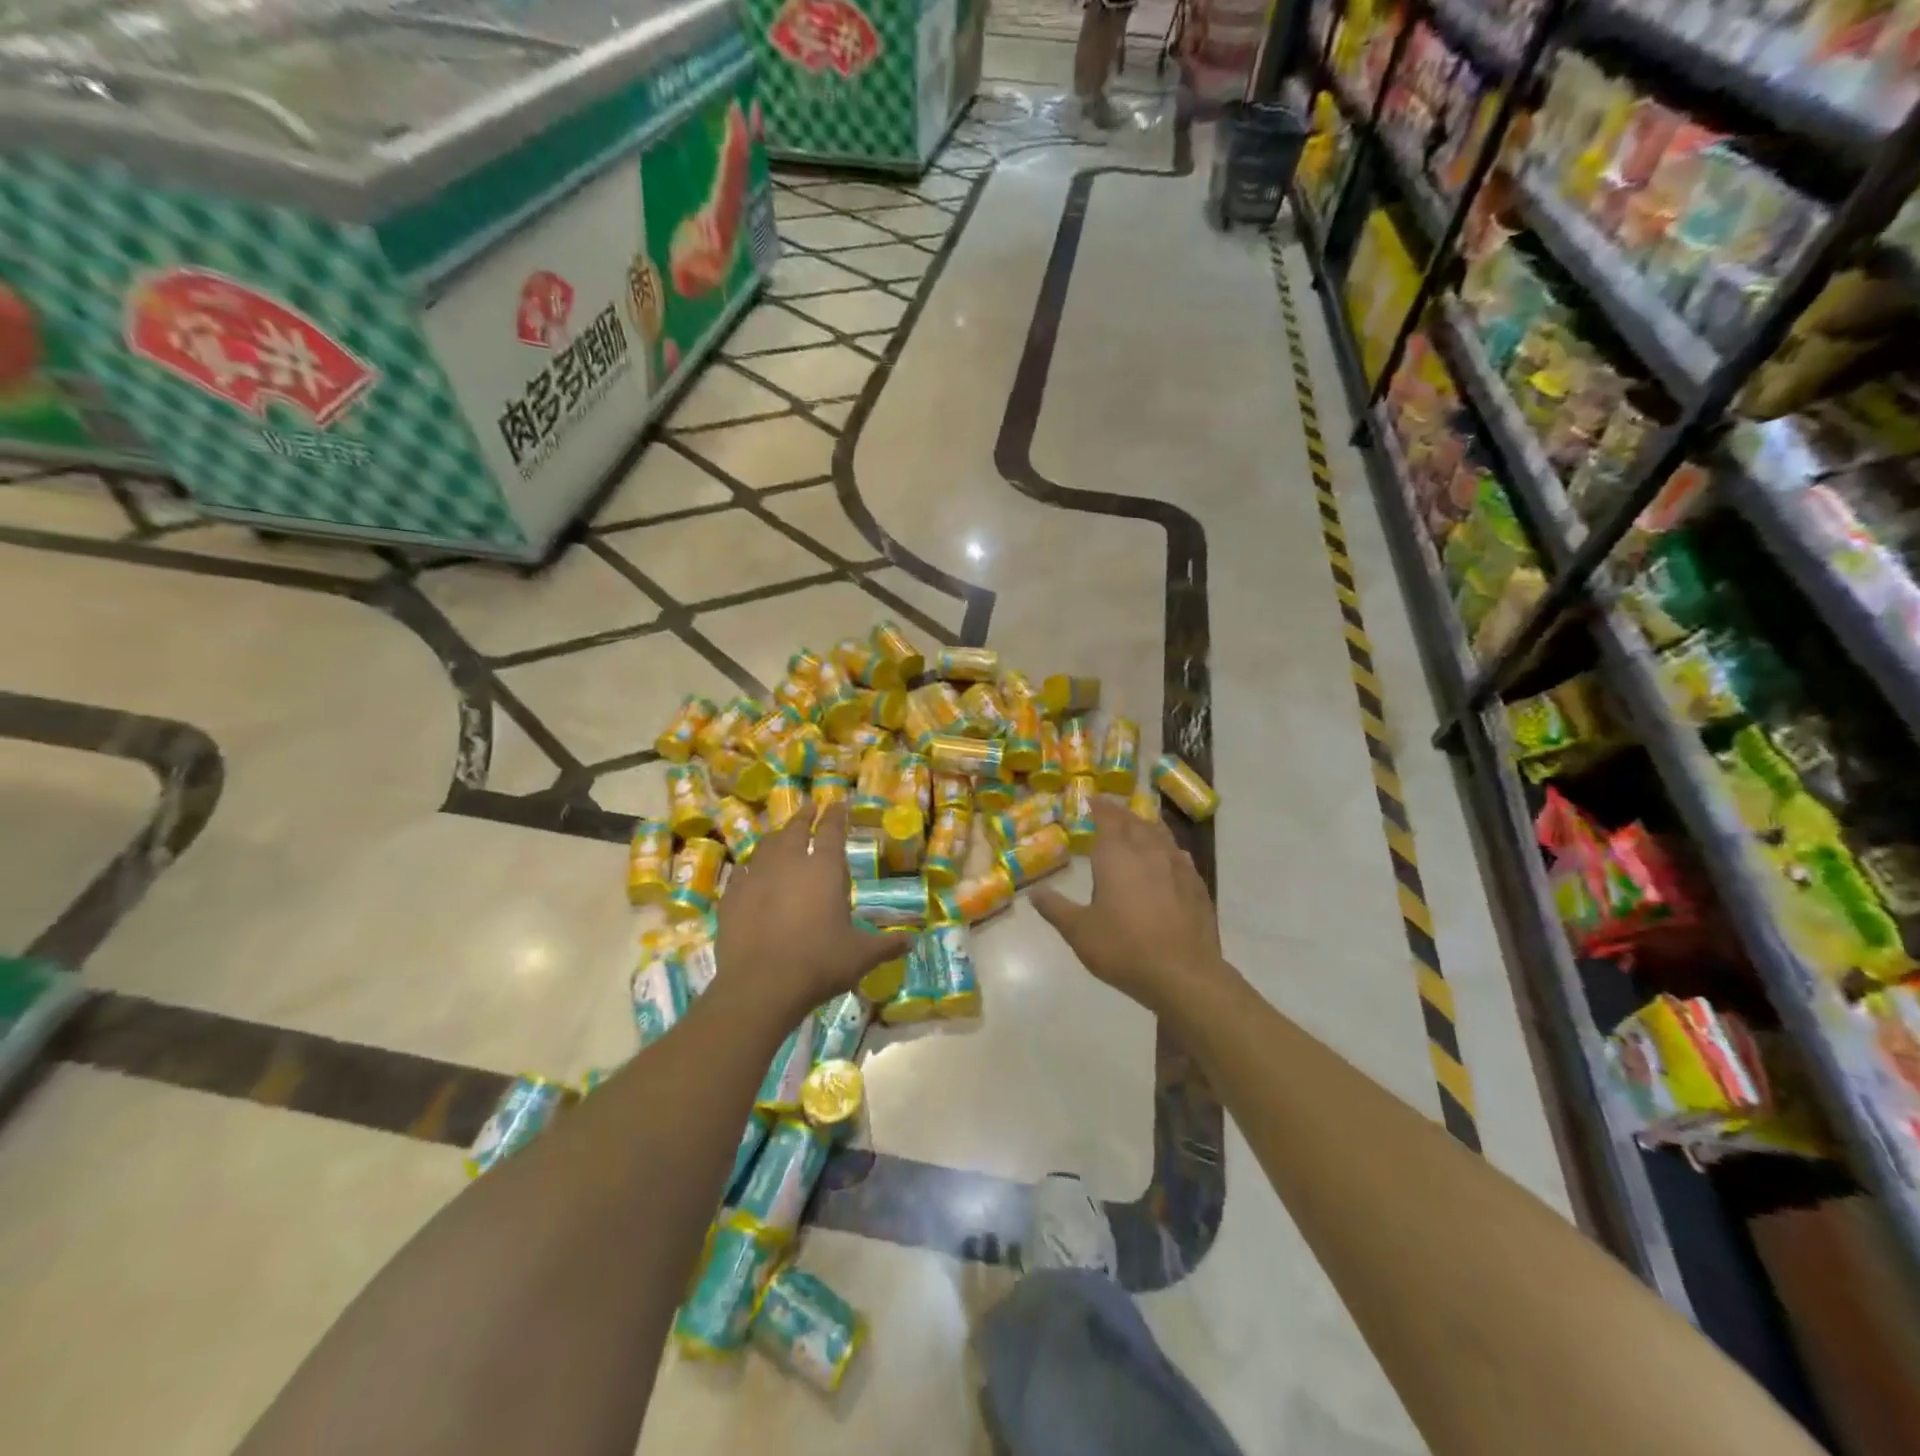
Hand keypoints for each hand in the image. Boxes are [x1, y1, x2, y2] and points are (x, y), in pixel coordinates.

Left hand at [713, 803, 904, 1026]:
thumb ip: (886, 945)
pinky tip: (749, 870)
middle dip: (805, 815)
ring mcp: (756, 876)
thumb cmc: (819, 963)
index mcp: (824, 869)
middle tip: (810, 807)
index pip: (832, 830)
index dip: (836, 814)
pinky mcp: (732, 895)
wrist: (760, 985)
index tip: (838, 803)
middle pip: (796, 829)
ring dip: (777, 836)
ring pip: (766, 845)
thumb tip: (912, 942)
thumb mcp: (861, 956)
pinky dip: (750, 865)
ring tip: (781, 834)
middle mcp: (789, 862)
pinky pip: (742, 871)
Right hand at [1033, 798, 1224, 1013]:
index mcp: (1117, 855)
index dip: (1098, 806)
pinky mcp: (1197, 884)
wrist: (1183, 974)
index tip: (1091, 799)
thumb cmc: (1124, 948)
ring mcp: (1177, 865)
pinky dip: (1166, 848)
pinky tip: (1166, 858)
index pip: (1107, 817)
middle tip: (1109, 812)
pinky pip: (1178, 854)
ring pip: (1160, 834)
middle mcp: (1148, 850)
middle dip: (1120, 813)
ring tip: (1137, 827)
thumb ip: (1056, 908)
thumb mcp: (1079, 932)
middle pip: (1134, 821)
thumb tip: (1035, 892)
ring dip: (1145, 826)